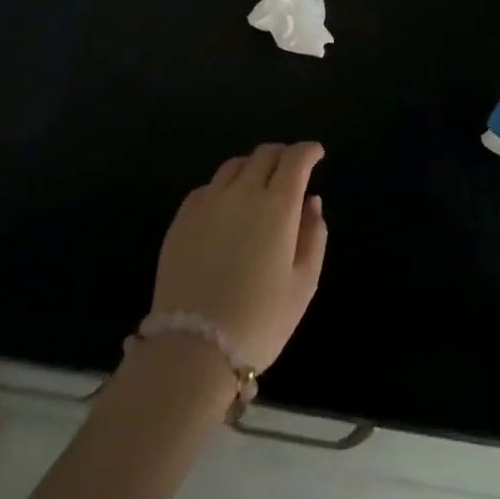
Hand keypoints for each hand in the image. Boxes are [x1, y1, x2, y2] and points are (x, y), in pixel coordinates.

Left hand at [150, 143, 327, 371]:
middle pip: (265, 154)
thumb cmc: (259, 321)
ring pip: (235, 165)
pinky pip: (209, 186)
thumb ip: (314, 236)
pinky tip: (227, 208)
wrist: (193, 347)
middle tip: (291, 170)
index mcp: (277, 206)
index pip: (295, 159)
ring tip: (258, 185)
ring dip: (253, 167)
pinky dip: (225, 187)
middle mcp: (243, 192)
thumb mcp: (303, 285)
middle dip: (283, 155)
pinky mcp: (183, 215)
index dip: (309, 151)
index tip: (316, 154)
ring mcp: (209, 200)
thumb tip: (311, 201)